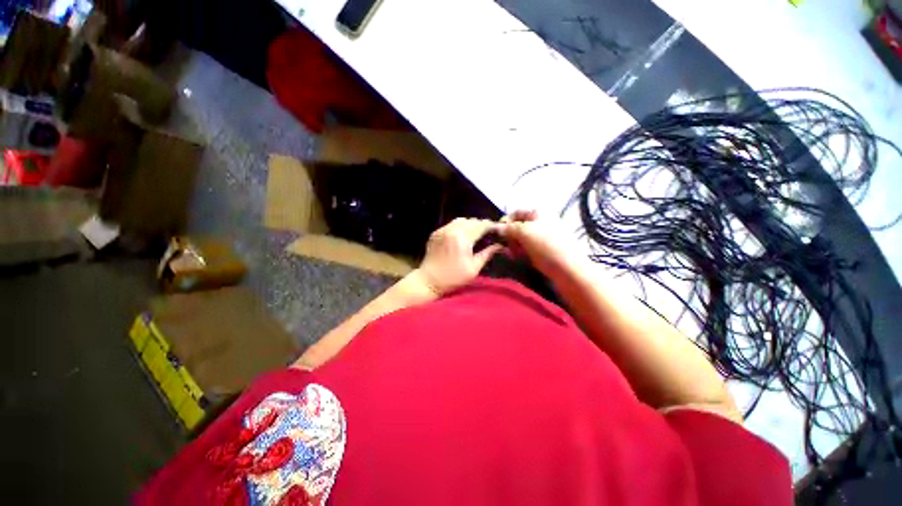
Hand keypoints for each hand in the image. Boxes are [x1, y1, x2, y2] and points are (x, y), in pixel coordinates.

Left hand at [413, 218, 503, 295]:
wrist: (429, 281)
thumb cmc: (454, 277)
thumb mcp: (474, 268)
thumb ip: (487, 254)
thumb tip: (500, 245)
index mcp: (463, 238)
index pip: (481, 225)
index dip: (491, 226)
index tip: (498, 230)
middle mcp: (452, 229)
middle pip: (471, 221)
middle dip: (481, 225)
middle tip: (487, 233)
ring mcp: (442, 230)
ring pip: (461, 220)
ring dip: (470, 224)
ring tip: (475, 234)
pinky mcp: (436, 233)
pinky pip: (451, 225)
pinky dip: (459, 227)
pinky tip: (461, 236)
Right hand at [498, 210, 573, 275]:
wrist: (569, 269)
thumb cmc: (546, 246)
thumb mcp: (524, 232)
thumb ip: (508, 228)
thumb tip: (495, 227)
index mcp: (539, 212)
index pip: (515, 213)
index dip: (505, 222)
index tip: (498, 234)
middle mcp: (543, 221)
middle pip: (518, 226)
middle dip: (510, 236)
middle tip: (508, 247)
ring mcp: (545, 236)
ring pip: (522, 239)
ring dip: (515, 246)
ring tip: (515, 255)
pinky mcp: (546, 249)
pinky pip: (529, 248)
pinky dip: (523, 252)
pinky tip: (521, 259)